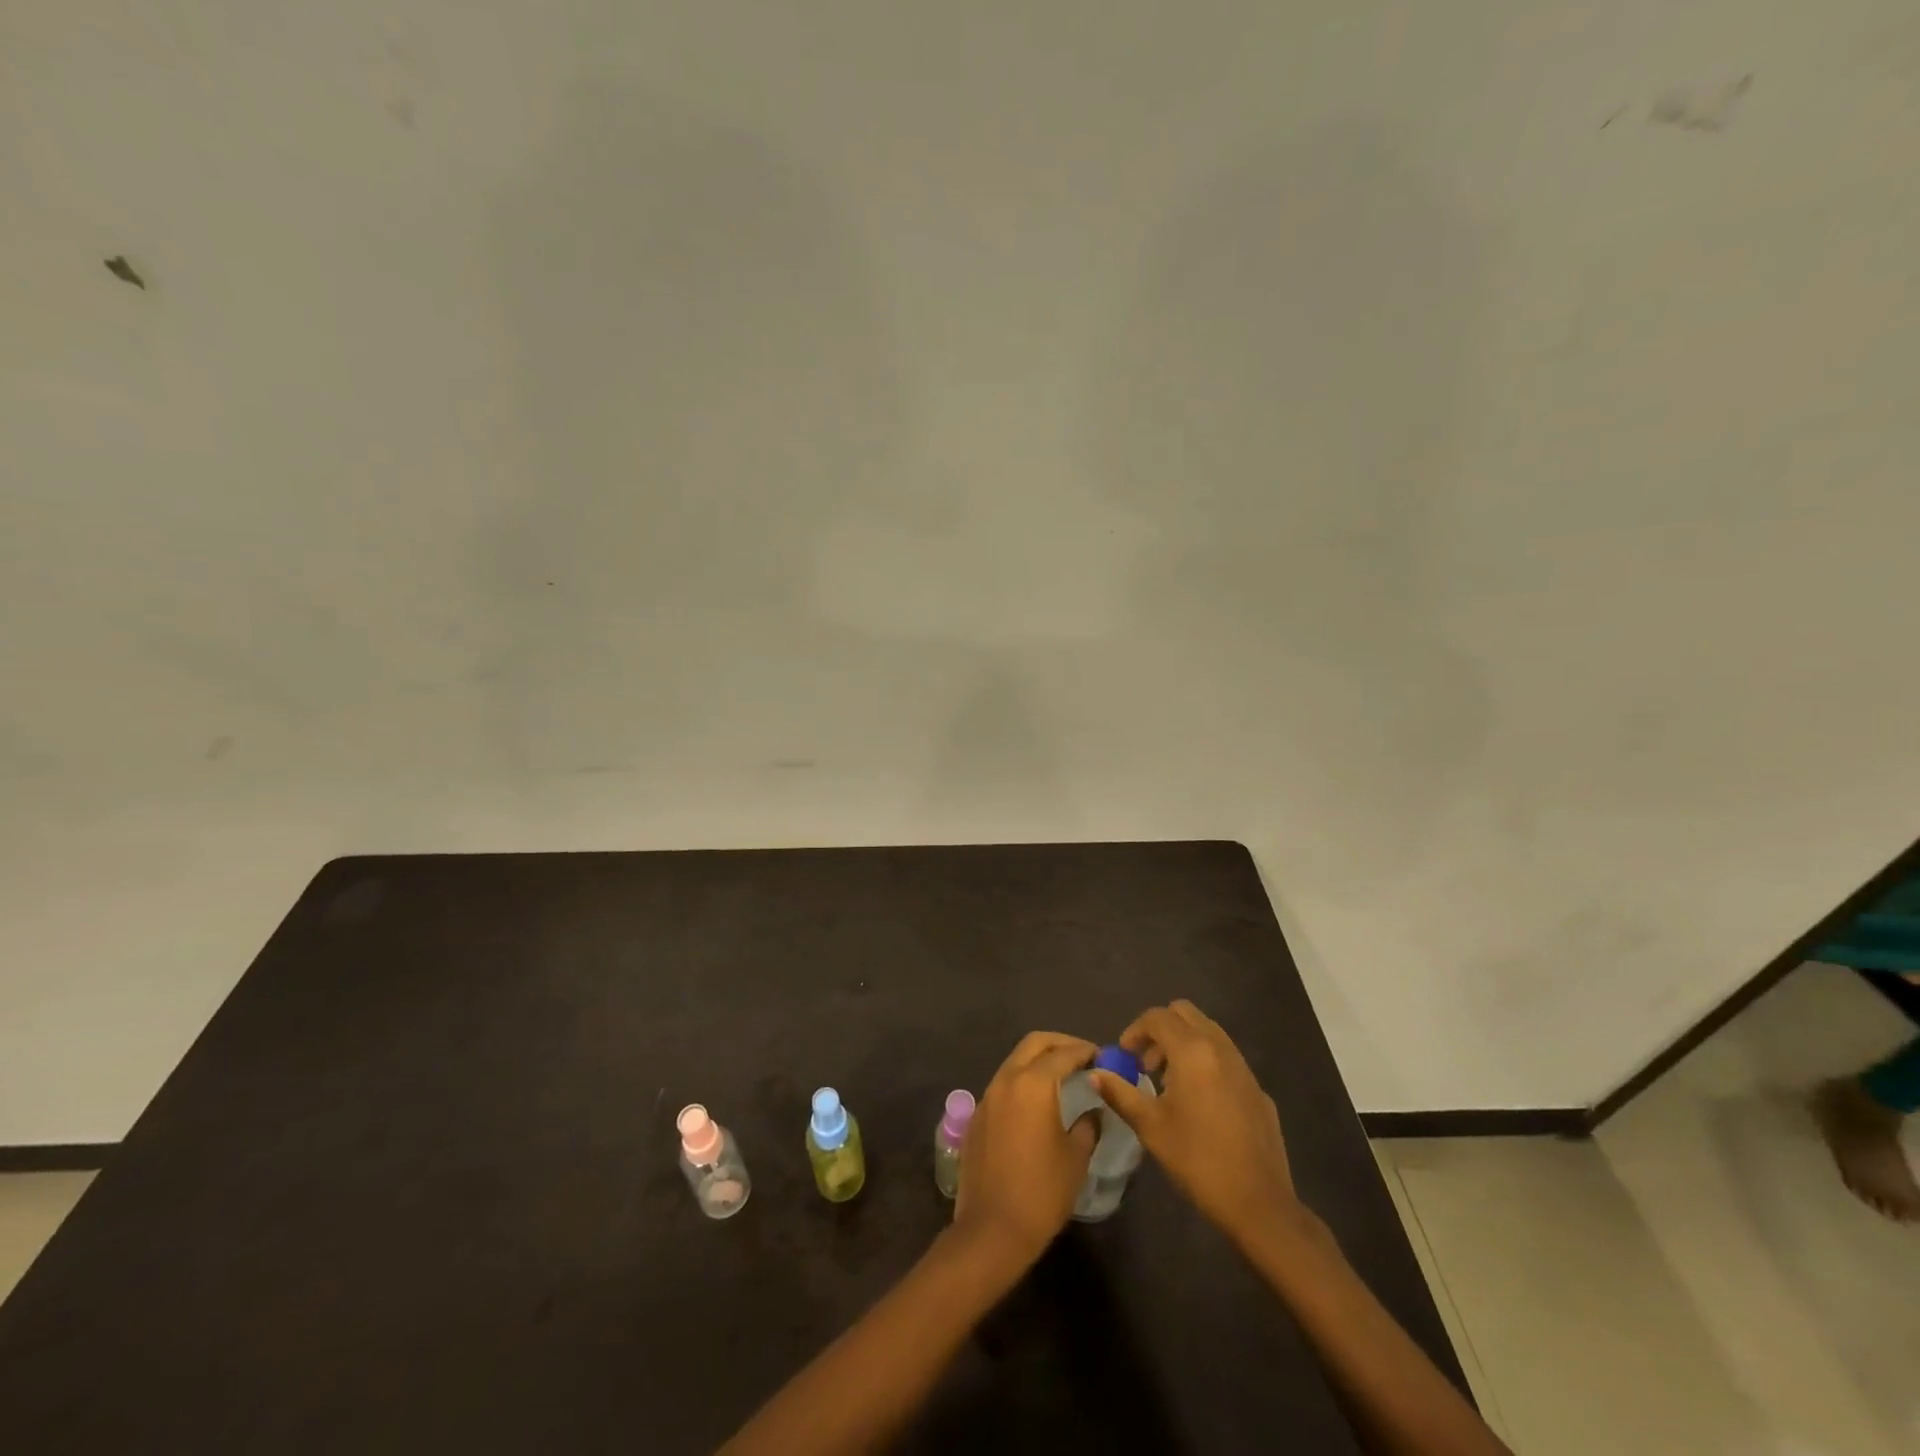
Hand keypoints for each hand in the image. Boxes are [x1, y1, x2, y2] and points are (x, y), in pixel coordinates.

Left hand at [953, 1032, 1100, 1266]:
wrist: (992, 1229)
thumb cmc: (1042, 1192)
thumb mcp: (1076, 1158)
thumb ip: (1087, 1125)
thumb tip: (1092, 1111)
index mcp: (1033, 1084)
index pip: (1063, 1053)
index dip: (1085, 1051)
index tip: (1102, 1056)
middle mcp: (1006, 1080)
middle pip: (1034, 1043)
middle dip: (1060, 1043)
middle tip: (1082, 1056)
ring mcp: (987, 1096)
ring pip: (1015, 1061)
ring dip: (1039, 1060)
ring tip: (1063, 1075)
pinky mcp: (977, 1115)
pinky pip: (1003, 1084)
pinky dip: (1022, 1080)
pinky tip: (1036, 1102)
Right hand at [1092, 1001, 1300, 1246]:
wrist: (1259, 1204)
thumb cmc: (1197, 1160)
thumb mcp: (1150, 1127)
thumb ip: (1120, 1093)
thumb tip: (1095, 1074)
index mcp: (1192, 1052)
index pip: (1158, 1017)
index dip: (1135, 1030)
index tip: (1124, 1056)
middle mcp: (1220, 1049)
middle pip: (1185, 1013)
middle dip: (1160, 1029)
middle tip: (1146, 1063)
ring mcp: (1244, 1068)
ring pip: (1208, 1032)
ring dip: (1184, 1044)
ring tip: (1169, 1083)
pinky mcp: (1258, 1089)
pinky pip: (1226, 1058)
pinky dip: (1206, 1063)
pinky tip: (1200, 1104)